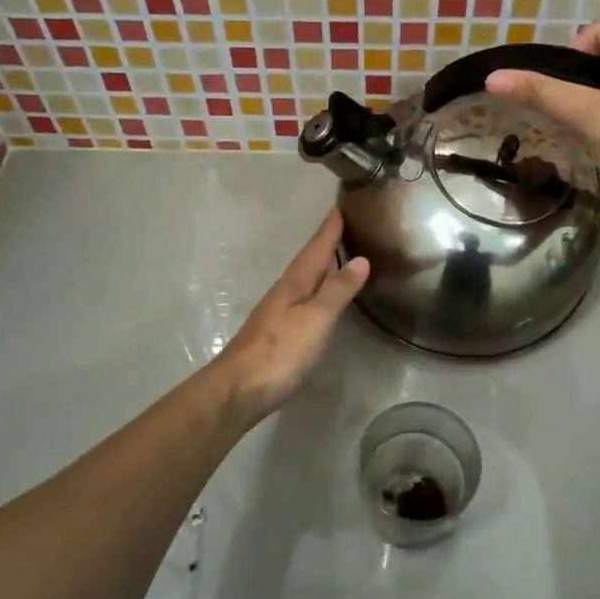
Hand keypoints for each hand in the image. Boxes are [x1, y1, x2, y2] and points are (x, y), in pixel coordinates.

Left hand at [213, 209, 368, 422]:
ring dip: (318, 268)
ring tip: (335, 258)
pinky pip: (300, 300)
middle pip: (307, 262)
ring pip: (302, 281)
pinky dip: (313, 291)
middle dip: (323, 245)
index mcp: (294, 284)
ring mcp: (276, 314)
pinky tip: (317, 300)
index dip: (328, 231)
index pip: (315, 250)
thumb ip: (337, 290)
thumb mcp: (316, 318)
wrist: (239, 389)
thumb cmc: (281, 351)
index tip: (339, 208)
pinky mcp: (275, 334)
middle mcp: (284, 293)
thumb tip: (360, 260)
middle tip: (340, 228)